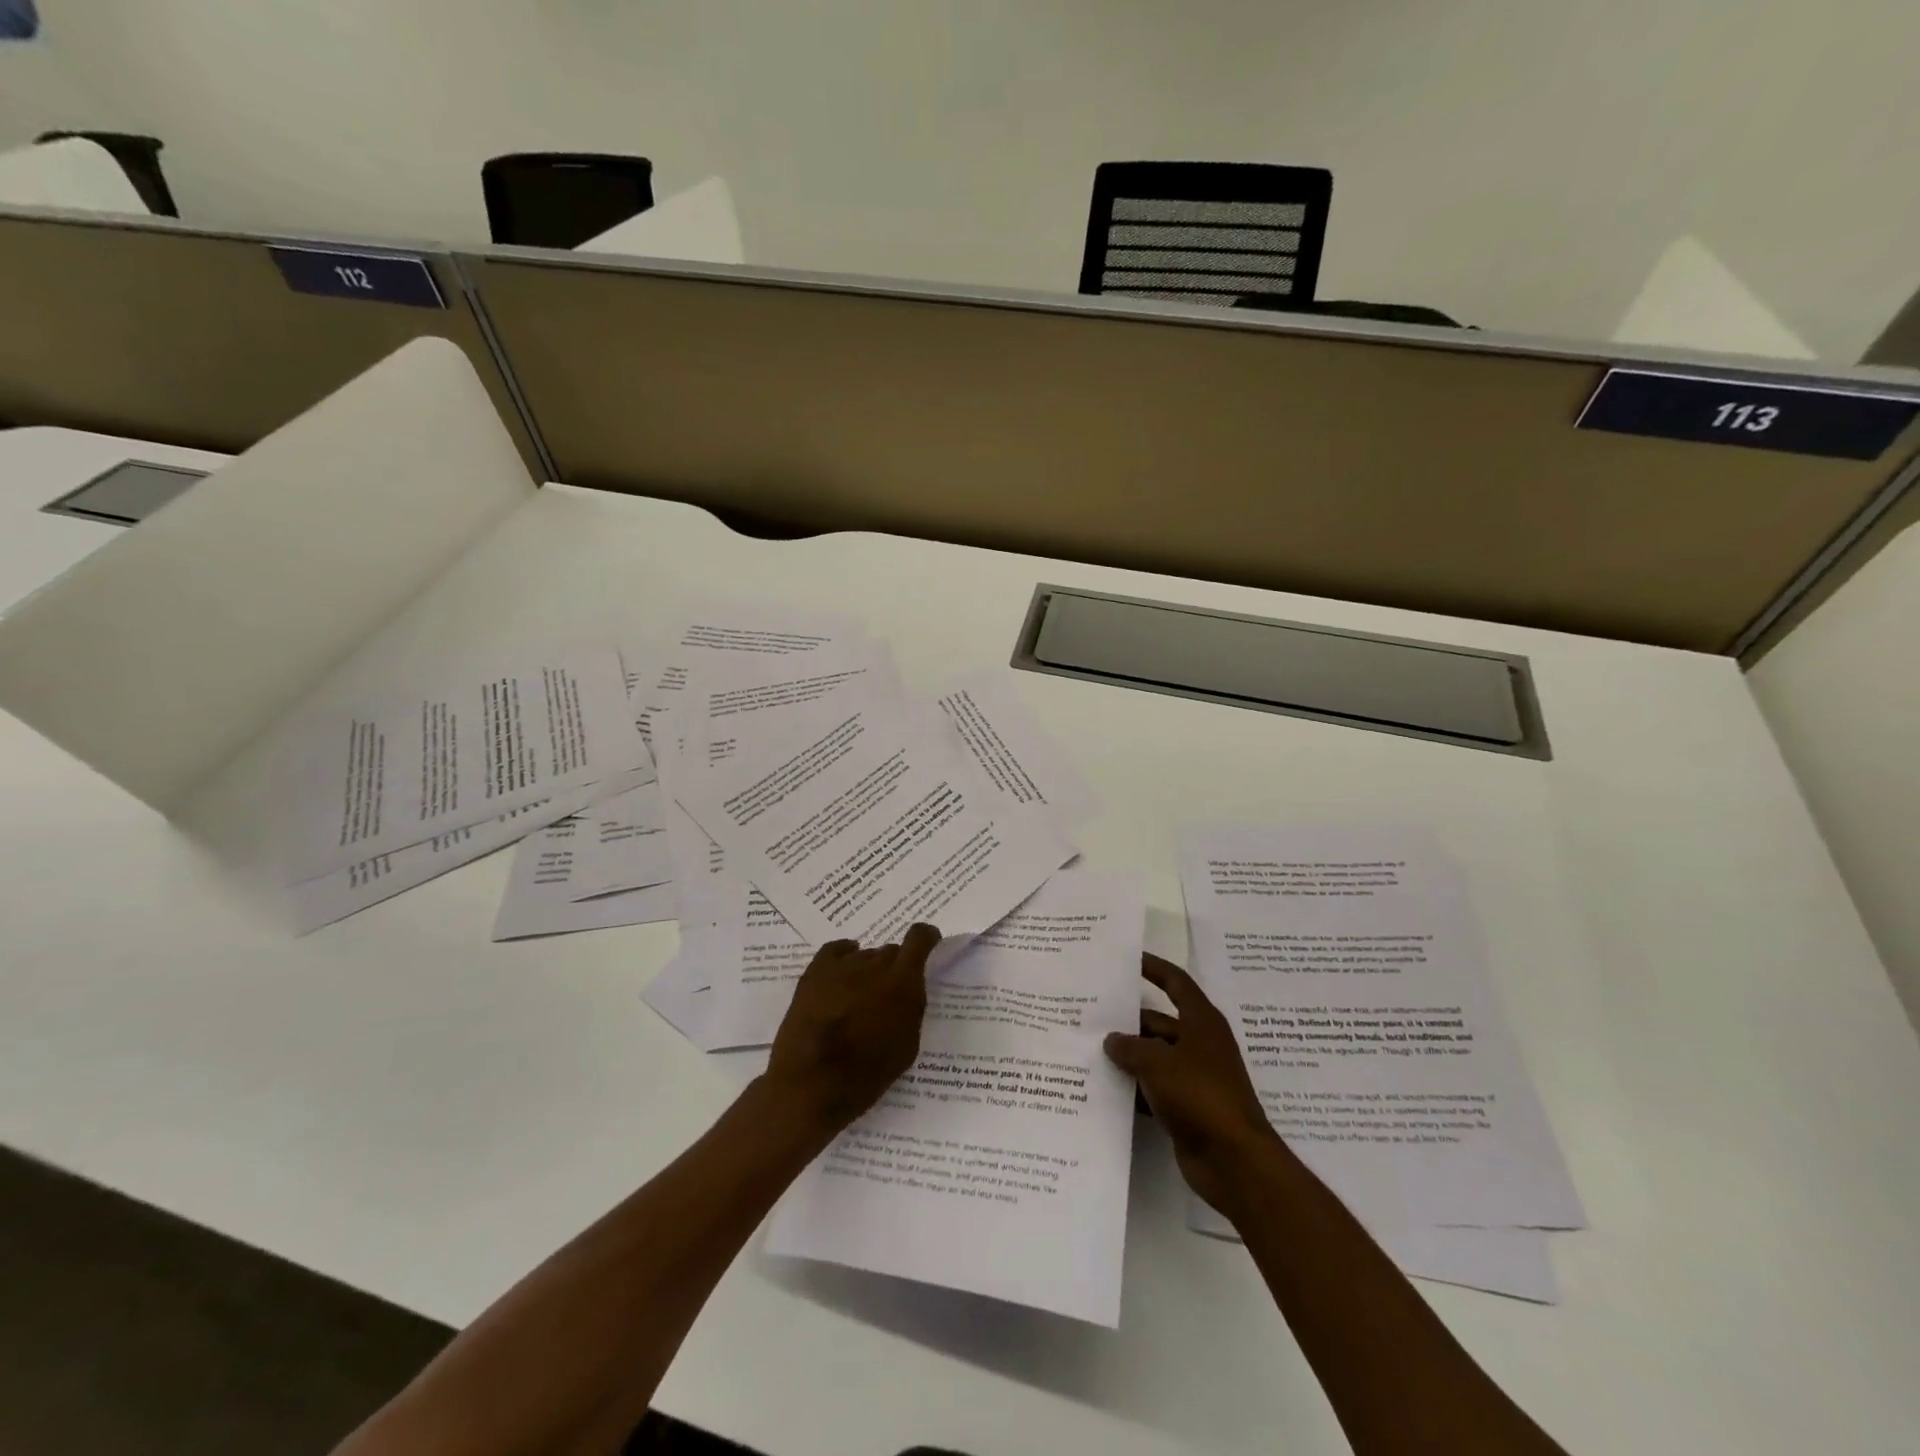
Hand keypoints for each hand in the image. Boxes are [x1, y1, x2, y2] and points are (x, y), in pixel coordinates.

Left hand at [763, 924, 939, 1139]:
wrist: (812, 1084)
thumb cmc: (866, 1074)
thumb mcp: (907, 1046)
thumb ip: (911, 1009)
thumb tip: (906, 993)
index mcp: (903, 981)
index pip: (919, 939)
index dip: (926, 937)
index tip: (928, 944)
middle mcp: (875, 965)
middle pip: (890, 952)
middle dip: (894, 968)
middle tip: (887, 994)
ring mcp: (842, 965)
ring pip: (864, 956)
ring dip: (867, 970)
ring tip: (859, 996)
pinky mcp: (815, 972)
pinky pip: (835, 950)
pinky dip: (843, 955)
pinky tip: (843, 970)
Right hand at [1103, 953, 1279, 1215]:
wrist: (1234, 1161)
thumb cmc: (1200, 1096)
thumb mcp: (1157, 1063)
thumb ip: (1130, 1047)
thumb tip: (1112, 1040)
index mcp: (1202, 1022)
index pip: (1176, 982)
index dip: (1154, 967)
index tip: (1128, 959)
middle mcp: (1200, 1044)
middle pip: (1159, 1022)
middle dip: (1128, 1020)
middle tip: (1090, 1016)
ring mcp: (1195, 1077)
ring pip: (1154, 1056)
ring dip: (1128, 1056)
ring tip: (1089, 1050)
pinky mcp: (1188, 1107)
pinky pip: (1155, 1088)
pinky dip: (1135, 1087)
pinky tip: (1106, 1089)